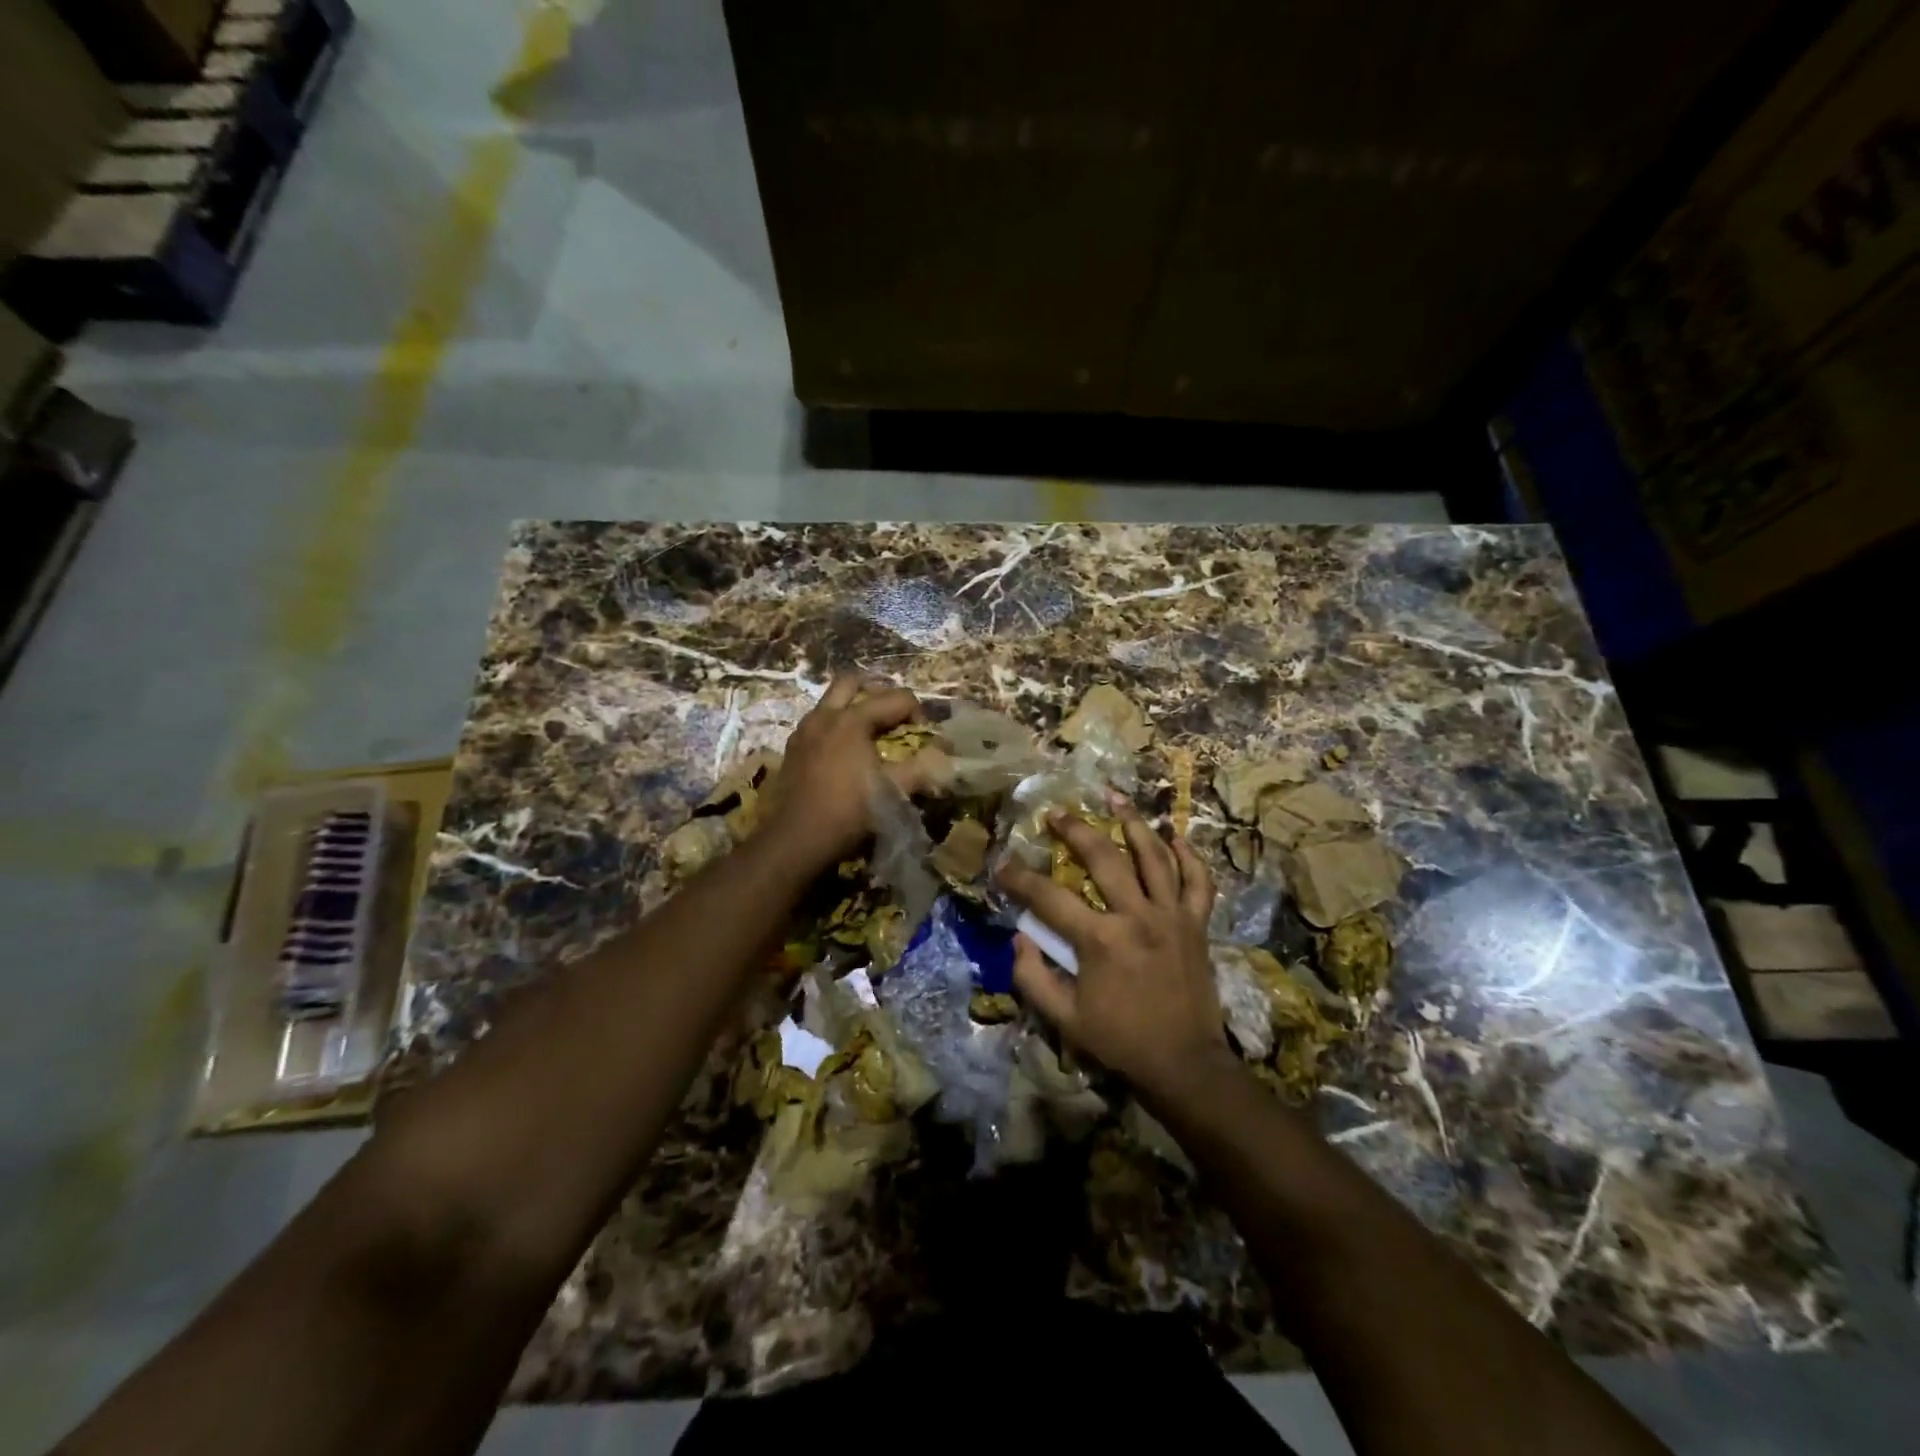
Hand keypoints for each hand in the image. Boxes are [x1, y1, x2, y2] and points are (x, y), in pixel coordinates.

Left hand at [762, 674, 940, 873]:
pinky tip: (844, 753)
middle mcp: (825, 715)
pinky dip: (835, 726)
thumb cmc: (850, 811)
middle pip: (852, 682)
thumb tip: (946, 753)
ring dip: (853, 708)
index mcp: (853, 720)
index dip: (917, 711)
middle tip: (892, 716)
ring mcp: (804, 730)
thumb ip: (924, 767)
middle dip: (878, 692)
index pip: (895, 698)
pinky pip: (817, 723)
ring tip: (869, 734)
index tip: (925, 734)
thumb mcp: (894, 790)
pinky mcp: (792, 749)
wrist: (797, 838)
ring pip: (830, 701)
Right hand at [997, 794, 1225, 1099]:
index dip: (1020, 878)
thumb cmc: (1120, 1039)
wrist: (1184, 1062)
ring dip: (1133, 823)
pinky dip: (1189, 856)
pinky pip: (1198, 881)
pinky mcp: (1197, 924)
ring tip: (1115, 798)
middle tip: (1056, 813)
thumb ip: (1032, 977)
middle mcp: (1137, 916)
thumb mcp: (1064, 1018)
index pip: (1049, 897)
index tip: (1002, 867)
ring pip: (1153, 857)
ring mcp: (1172, 916)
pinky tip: (1175, 836)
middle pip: (1103, 858)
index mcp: (1100, 940)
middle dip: (1075, 830)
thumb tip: (1018, 936)